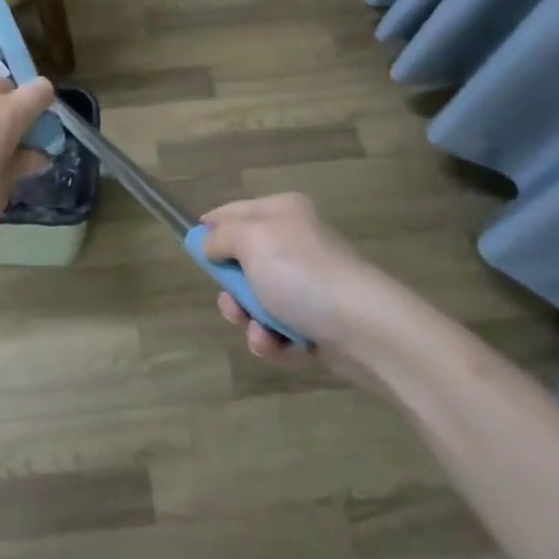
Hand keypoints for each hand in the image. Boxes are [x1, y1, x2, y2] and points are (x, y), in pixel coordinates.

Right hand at [200, 193, 400, 357]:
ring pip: (257, 301)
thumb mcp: (250, 240)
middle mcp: (295, 243)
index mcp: (282, 212)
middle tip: (233, 305)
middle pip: (242, 263)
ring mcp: (308, 284)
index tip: (194, 251)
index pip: (234, 211)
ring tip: (261, 333)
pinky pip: (278, 329)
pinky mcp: (317, 321)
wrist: (363, 328)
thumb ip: (220, 237)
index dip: (211, 229)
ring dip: (250, 321)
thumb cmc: (300, 274)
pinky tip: (280, 346)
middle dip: (232, 291)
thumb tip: (209, 243)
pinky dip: (274, 340)